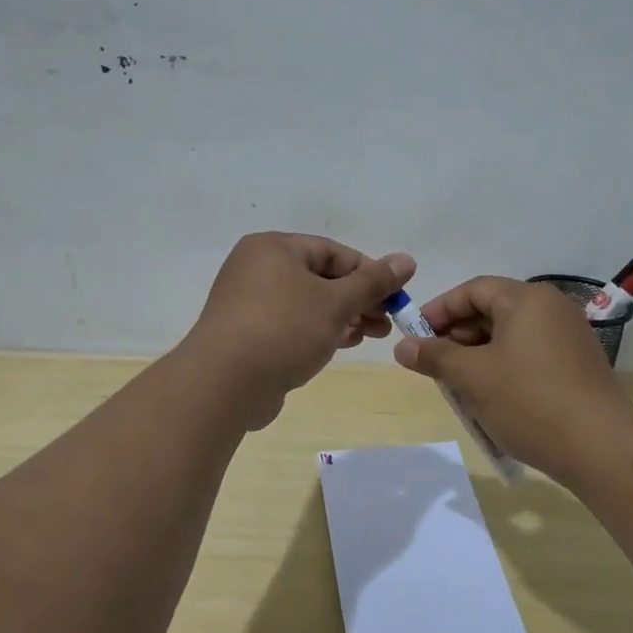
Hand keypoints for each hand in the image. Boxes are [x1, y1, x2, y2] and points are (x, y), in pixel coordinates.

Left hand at [180, 233, 414, 427]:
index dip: (369, 272)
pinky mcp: (247, 335)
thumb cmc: (284, 330)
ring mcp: (249, 304)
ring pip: (307, 304)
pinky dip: (318, 332)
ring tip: (371, 336)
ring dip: (342, 318)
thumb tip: (407, 260)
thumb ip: (373, 282)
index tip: (394, 297)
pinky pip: (291, 325)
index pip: (333, 252)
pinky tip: (341, 345)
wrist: (224, 384)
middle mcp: (257, 269)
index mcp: (274, 248)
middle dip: (358, 300)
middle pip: (320, 278)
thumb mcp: (336, 303)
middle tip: (386, 323)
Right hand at [392, 276, 632, 480]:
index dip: (439, 310)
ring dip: (480, 354)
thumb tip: (402, 346)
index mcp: (527, 299)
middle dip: (458, 335)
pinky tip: (492, 396)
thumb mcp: (473, 377)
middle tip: (435, 364)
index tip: (415, 335)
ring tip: (460, 385)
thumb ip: (435, 356)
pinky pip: (531, 353)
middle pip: (493, 309)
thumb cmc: (529, 401)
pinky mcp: (578, 364)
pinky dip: (505, 366)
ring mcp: (570, 336)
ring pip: (511, 334)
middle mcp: (552, 308)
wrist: (601, 448)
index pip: (473, 290)